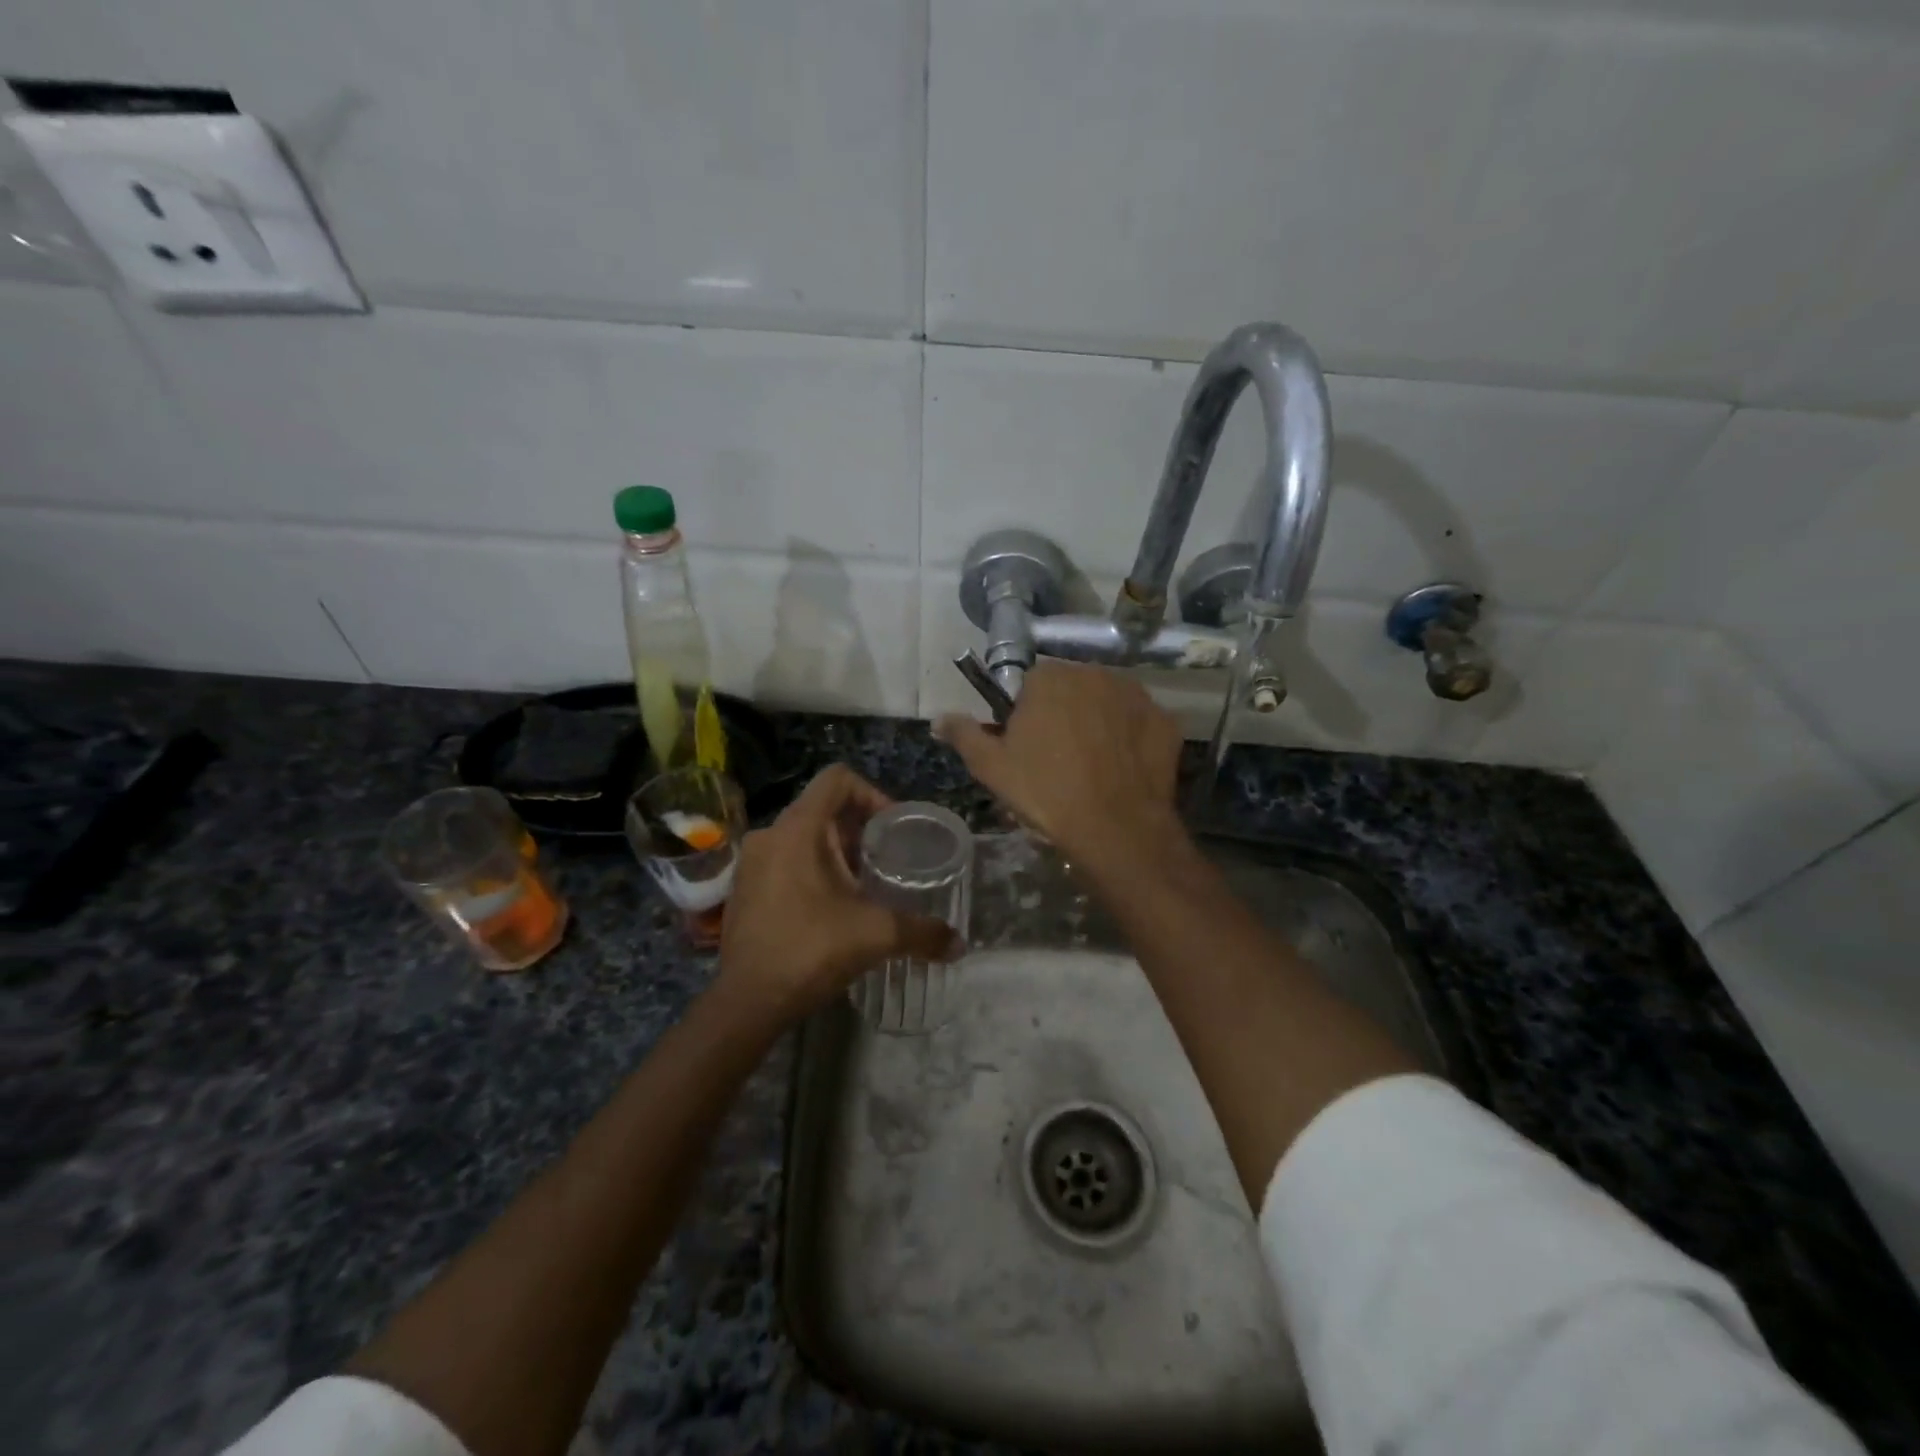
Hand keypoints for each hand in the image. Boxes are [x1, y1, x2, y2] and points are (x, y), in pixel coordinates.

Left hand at [717, 765, 959, 1022]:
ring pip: (804, 836)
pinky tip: (832, 908)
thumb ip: (922, 932)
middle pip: (823, 808)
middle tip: (888, 860)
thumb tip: (959, 944)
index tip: (894, 828)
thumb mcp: (876, 935)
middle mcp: (770, 834)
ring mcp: (752, 862)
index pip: (838, 779)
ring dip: (837, 852)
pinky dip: (812, 870)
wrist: (747, 1002)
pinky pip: (785, 860)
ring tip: (864, 885)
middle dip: (860, 830)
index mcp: (798, 828)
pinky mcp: (744, 888)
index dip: (873, 794)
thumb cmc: (810, 950)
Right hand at [936, 660, 1182, 871]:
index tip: (1027, 746)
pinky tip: (1122, 770)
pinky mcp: (1165, 721)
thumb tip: (940, 718)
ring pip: (1107, 702)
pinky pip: (1139, 723)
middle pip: (1071, 689)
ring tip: (1093, 766)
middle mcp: (1095, 673)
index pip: (1030, 684)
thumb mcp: (992, 768)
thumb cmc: (1046, 793)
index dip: (1026, 714)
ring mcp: (1136, 695)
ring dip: (1098, 722)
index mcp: (1050, 678)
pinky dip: (1130, 739)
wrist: (1116, 828)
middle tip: (1057, 758)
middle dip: (1063, 714)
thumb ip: (964, 735)